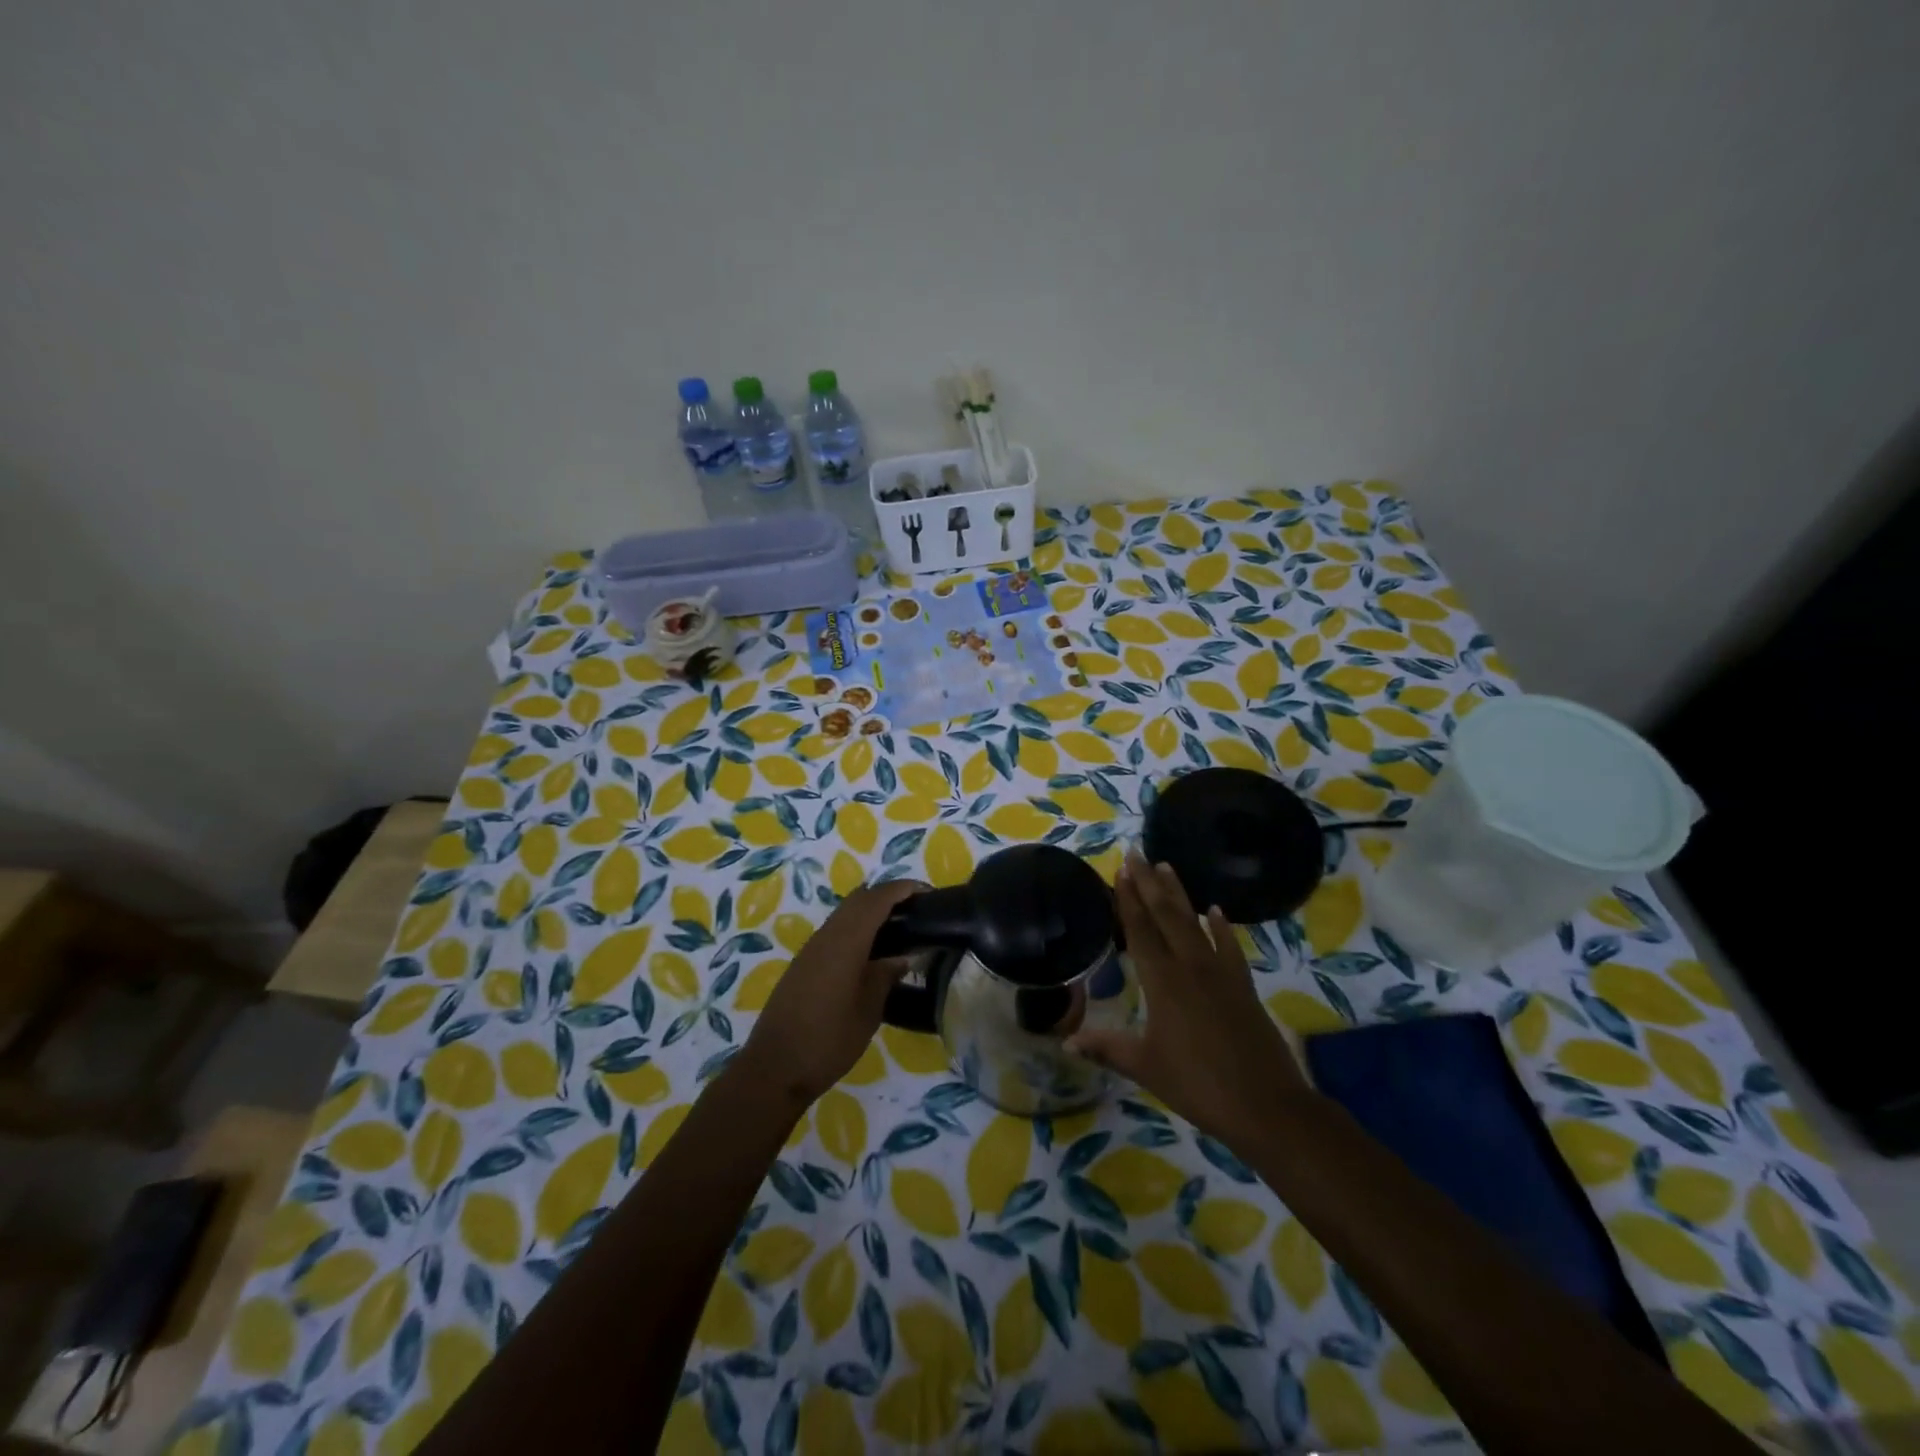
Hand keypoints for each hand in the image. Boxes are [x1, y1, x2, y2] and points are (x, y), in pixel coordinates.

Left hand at [738, 879, 925, 1107]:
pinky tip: (871, 954)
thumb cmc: (828, 1040)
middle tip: (916, 911)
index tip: (927, 892)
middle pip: (859, 899)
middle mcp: (826, 936)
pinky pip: (835, 931)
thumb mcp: (868, 1011)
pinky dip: (856, 929)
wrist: (774, 1068)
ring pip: (844, 914)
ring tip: (899, 930)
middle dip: (887, 896)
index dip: (902, 889)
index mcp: (845, 942)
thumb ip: (885, 976)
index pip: (877, 899)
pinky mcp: (803, 964)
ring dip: (870, 912)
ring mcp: (811, 949)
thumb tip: (901, 957)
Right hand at [1067, 851, 1308, 1142]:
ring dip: (1179, 894)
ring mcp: (1220, 973)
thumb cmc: (1197, 1085)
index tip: (1120, 869)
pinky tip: (1216, 911)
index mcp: (1162, 982)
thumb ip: (1106, 1047)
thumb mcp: (1145, 1066)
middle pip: (1166, 915)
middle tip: (1138, 852)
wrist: (1266, 1105)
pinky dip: (1222, 927)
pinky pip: (1229, 947)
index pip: (1140, 930)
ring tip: (1168, 866)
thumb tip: (1067, 1041)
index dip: (1128, 899)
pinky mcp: (1243, 986)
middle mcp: (1190, 967)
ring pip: (1195, 923)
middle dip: (1149, 882)